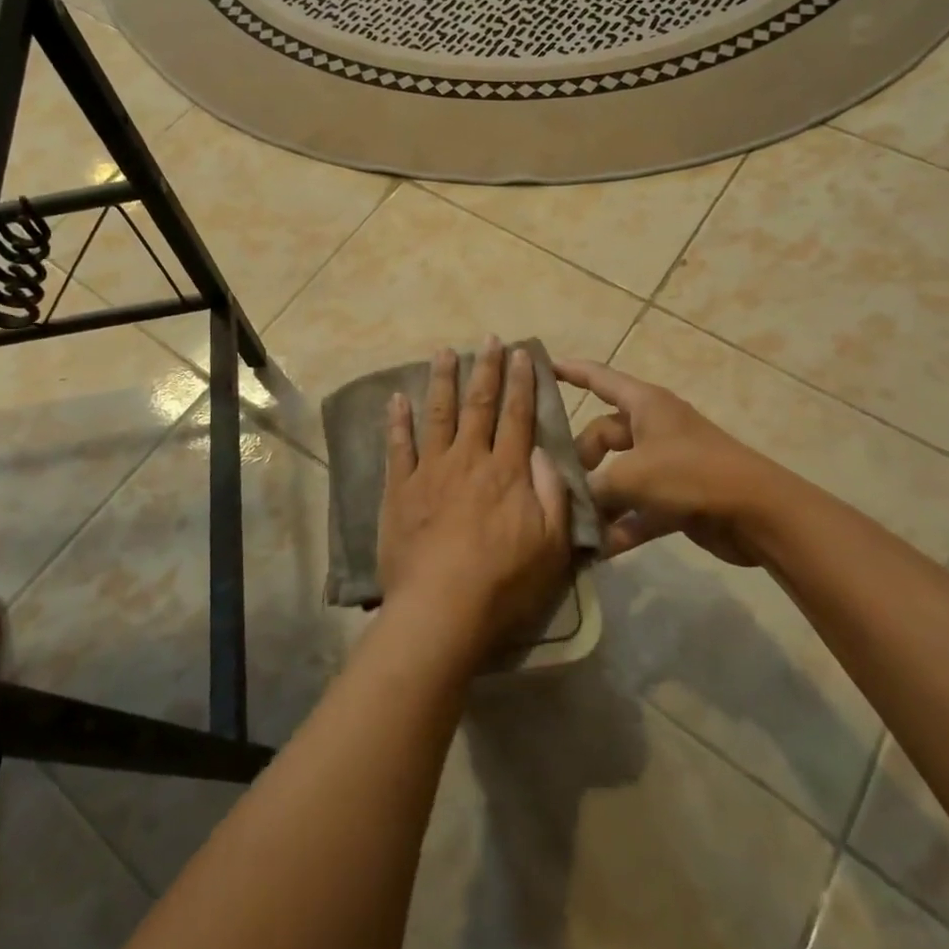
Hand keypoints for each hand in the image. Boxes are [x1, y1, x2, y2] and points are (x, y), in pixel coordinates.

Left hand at [379, 340, 571, 655]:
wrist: (441, 609)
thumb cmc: (504, 583)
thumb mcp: (552, 545)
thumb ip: (551, 493)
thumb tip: (540, 450)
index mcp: (507, 471)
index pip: (518, 416)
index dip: (522, 382)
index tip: (522, 353)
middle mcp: (469, 459)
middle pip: (479, 405)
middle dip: (486, 369)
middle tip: (488, 339)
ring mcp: (430, 471)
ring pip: (438, 414)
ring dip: (442, 380)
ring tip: (443, 352)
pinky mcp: (400, 489)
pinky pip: (398, 446)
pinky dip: (397, 420)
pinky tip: (397, 398)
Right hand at [555, 359, 767, 565]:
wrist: (757, 513)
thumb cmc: (691, 474)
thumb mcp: (632, 476)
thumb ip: (594, 488)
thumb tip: (569, 500)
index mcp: (644, 405)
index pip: (599, 378)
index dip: (571, 371)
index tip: (542, 366)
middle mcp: (653, 428)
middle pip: (603, 434)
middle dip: (581, 458)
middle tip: (560, 483)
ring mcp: (666, 464)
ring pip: (619, 475)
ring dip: (600, 498)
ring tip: (572, 520)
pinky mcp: (677, 498)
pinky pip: (639, 508)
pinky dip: (622, 525)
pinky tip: (601, 548)